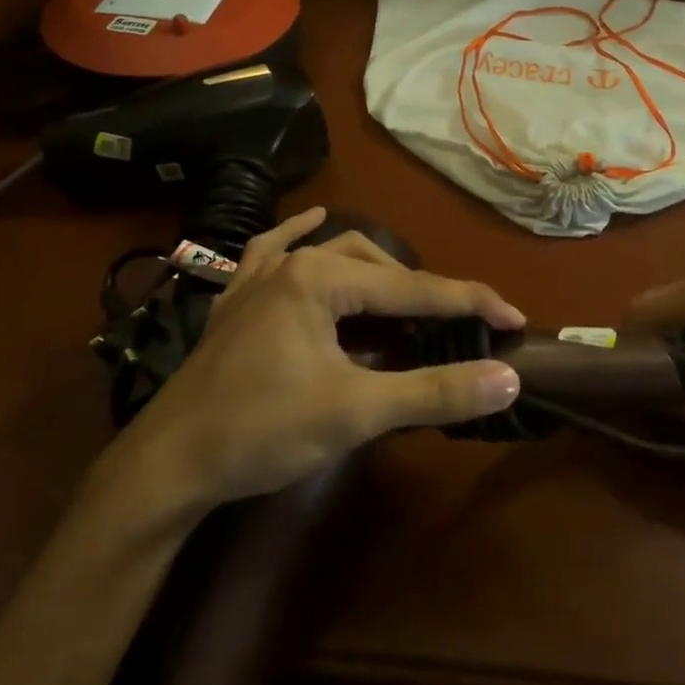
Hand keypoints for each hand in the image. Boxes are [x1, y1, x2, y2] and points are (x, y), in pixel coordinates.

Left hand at [124, 207, 525, 508]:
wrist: (169, 463)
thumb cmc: (262, 431)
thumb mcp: (356, 412)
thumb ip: (434, 391)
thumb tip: (507, 378)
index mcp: (320, 278)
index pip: (414, 288)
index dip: (470, 304)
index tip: (515, 320)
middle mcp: (291, 263)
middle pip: (377, 267)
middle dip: (423, 294)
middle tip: (459, 327)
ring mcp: (258, 278)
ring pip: (332, 256)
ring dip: (376, 275)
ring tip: (407, 301)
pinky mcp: (237, 299)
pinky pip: (272, 251)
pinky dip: (298, 237)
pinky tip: (313, 222)